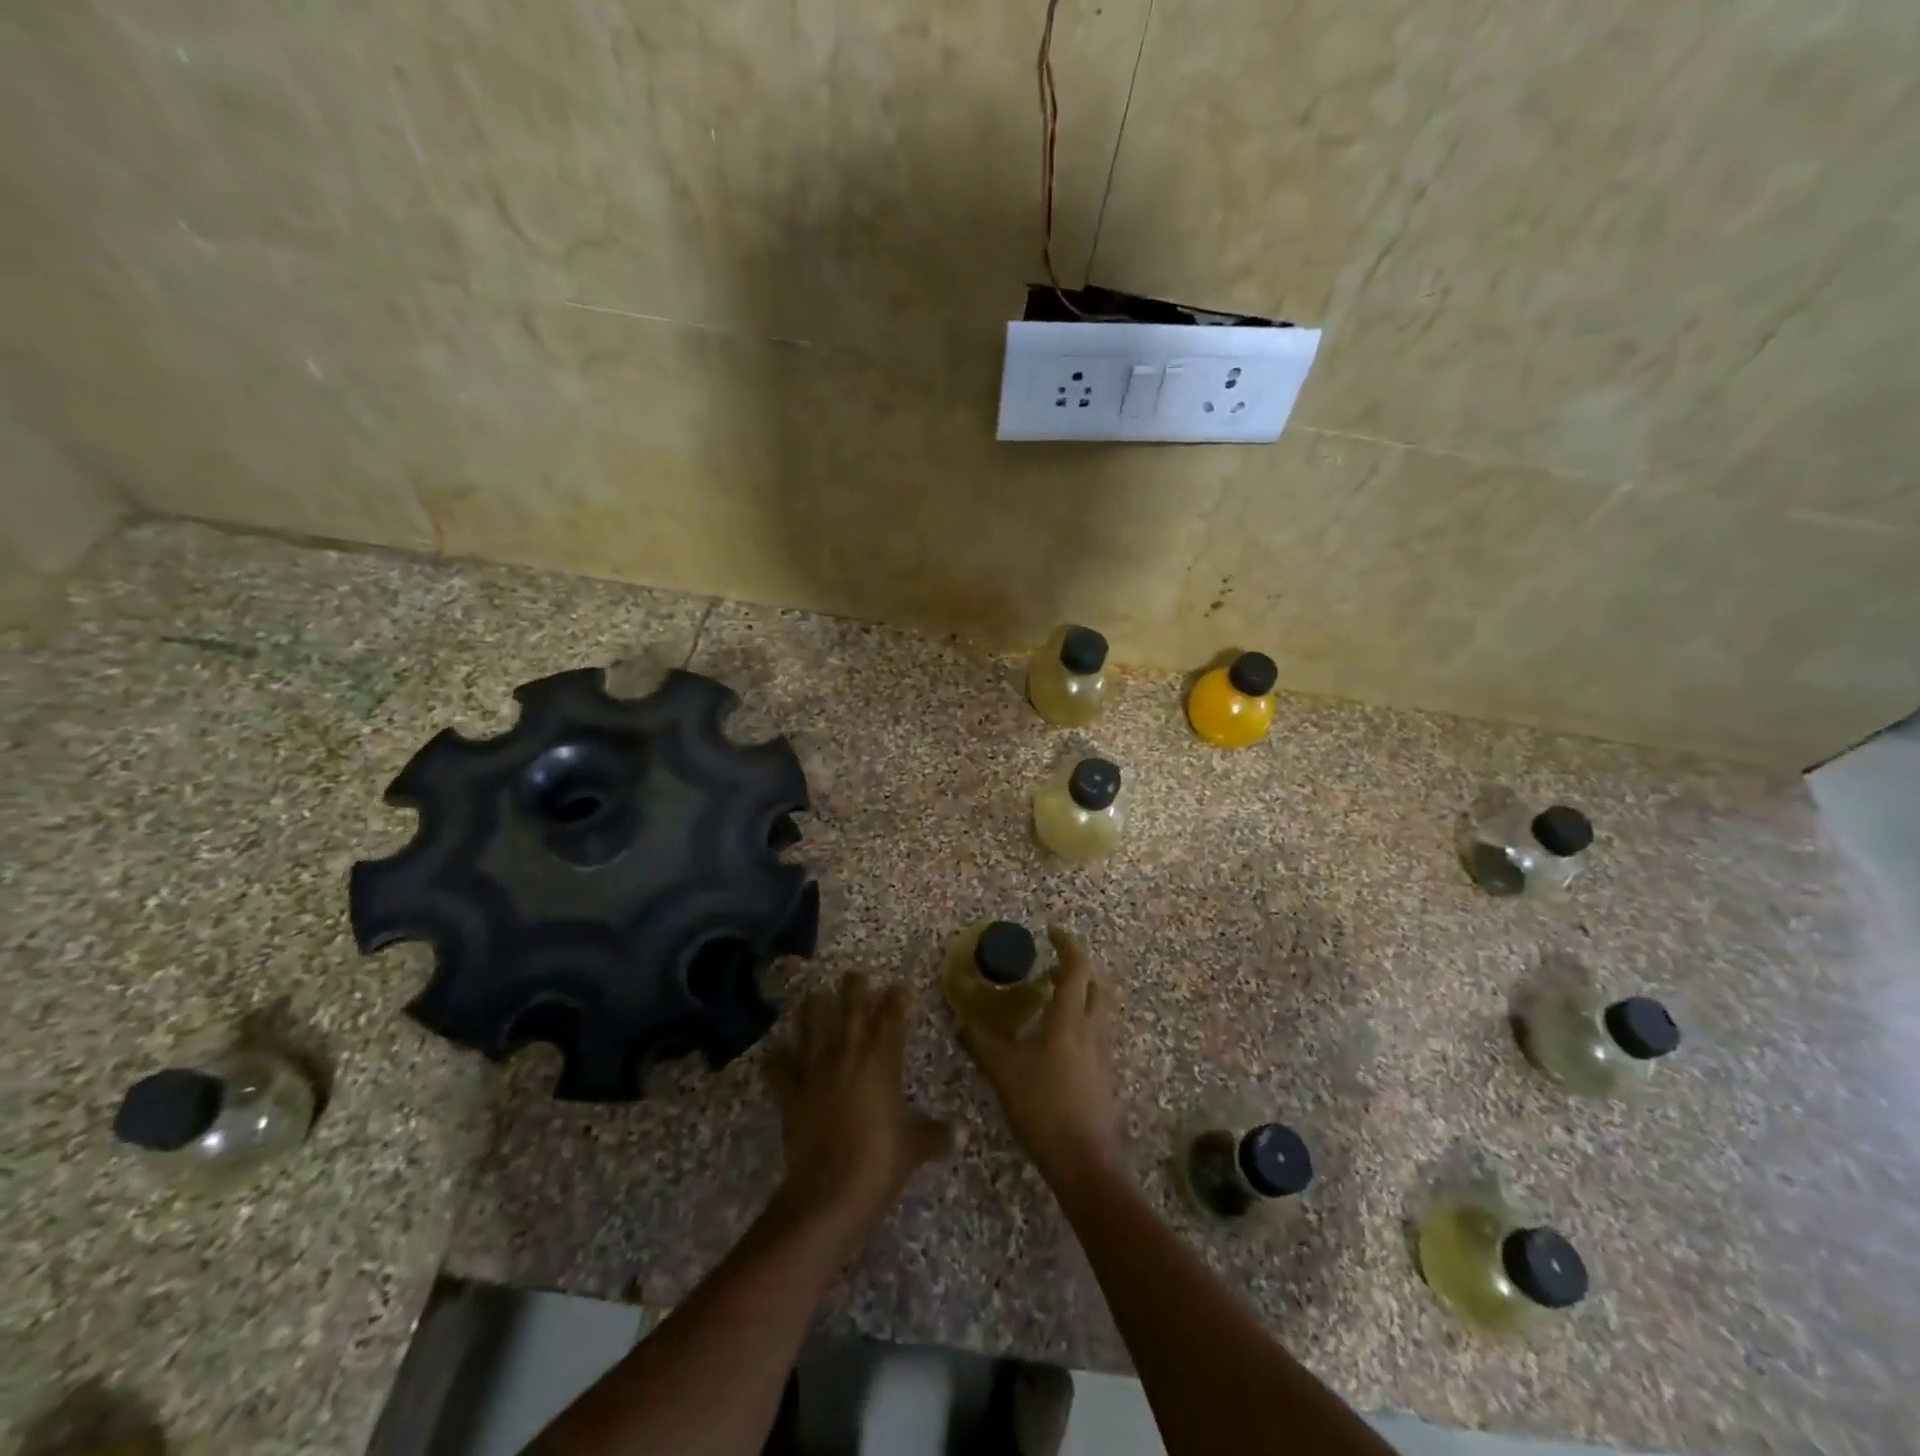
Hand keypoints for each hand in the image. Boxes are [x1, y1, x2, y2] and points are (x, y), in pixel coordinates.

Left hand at [763, 973, 954, 1256]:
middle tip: (855, 975)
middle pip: (850, 1007)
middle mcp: (847, 1054)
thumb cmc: (880, 1164)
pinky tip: (774, 1051)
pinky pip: (778, 1068)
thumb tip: (963, 1134)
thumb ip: (936, 1135)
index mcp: (882, 1060)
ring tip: (813, 998)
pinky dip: (776, 1058)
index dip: (897, 998)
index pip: (892, 1015)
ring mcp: (815, 1070)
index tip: (901, 987)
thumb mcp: (914, 1149)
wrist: (829, 1194)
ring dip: (813, 1009)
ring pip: (810, 1024)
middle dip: (854, 988)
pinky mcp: (790, 1093)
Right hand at [955, 926, 1120, 1183]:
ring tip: (1050, 1003)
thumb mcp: (1004, 1074)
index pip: (1076, 969)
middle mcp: (1093, 1031)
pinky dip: (1080, 1025)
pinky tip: (1057, 1046)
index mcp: (1070, 1021)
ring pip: (1099, 1012)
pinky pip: (1097, 1036)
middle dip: (1077, 970)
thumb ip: (981, 1043)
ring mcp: (1103, 1056)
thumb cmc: (1044, 1108)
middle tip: (1050, 969)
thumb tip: (959, 1021)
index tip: (1052, 931)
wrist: (1085, 1164)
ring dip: (1080, 997)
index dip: (1067, 945)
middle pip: (1096, 986)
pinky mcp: (1105, 1078)